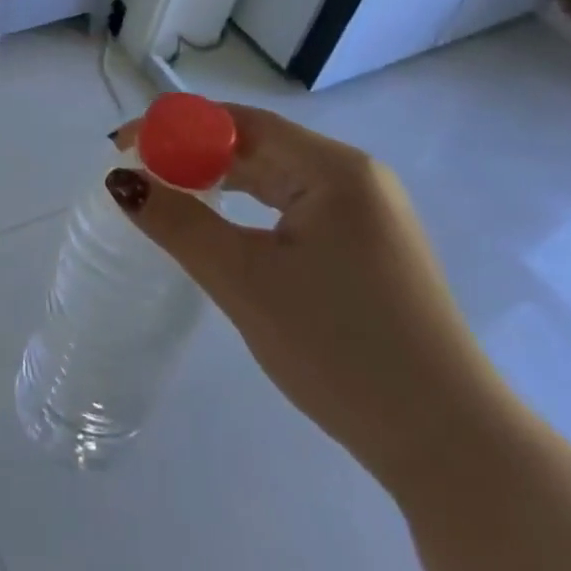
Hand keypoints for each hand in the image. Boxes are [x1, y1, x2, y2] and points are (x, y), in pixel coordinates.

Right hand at [110, 103, 505, 485]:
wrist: (449, 447)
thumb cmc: (340, 349)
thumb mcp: (244, 281)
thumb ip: (178, 223)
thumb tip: (121, 181)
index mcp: (333, 169)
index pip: (239, 123)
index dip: (174, 126)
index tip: (123, 145)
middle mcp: (355, 178)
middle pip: (257, 145)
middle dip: (192, 155)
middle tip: (137, 175)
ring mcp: (367, 214)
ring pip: (274, 178)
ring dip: (219, 182)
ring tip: (167, 197)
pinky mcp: (367, 248)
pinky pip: (294, 208)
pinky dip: (249, 210)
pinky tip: (221, 229)